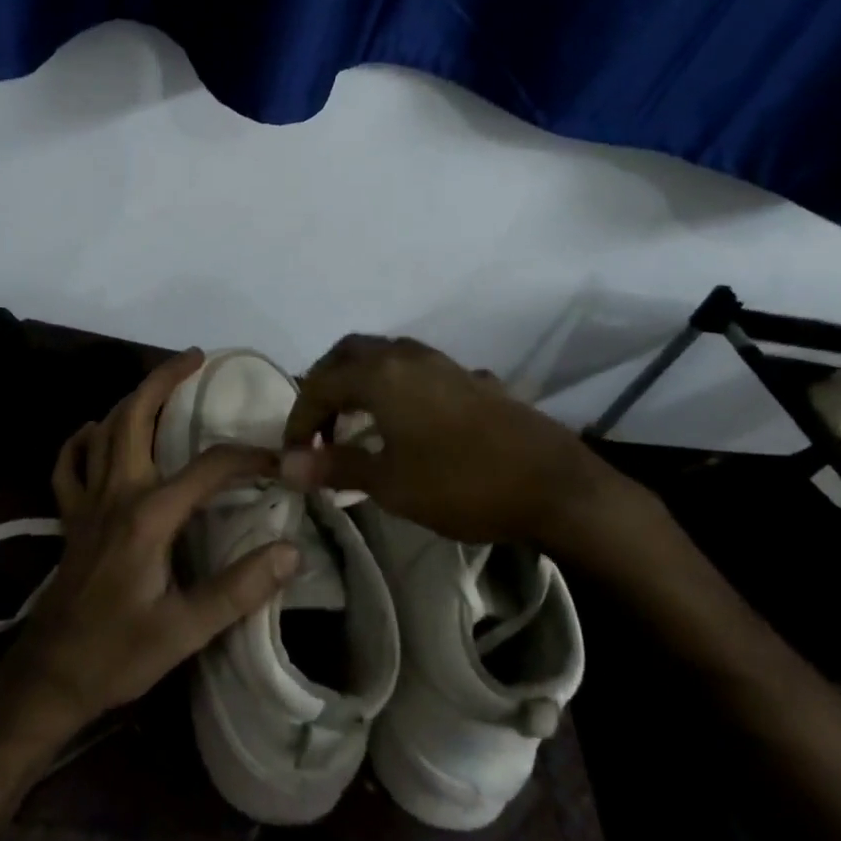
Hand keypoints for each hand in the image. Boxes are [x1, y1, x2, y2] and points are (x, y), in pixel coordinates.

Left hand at [5, 350, 301, 729]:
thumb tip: (291, 549)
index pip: (208, 468)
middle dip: (165, 380)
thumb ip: (239, 588)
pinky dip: (82, 440)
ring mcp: (87, 501)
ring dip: (132, 401)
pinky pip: (69, 464)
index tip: (280, 462)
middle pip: (136, 417)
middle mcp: (116, 493)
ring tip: (160, 387)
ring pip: (104, 430)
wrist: (51, 675)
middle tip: (196, 359)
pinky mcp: (71, 516)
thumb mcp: (185, 630)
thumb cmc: (118, 654)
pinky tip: (95, 432)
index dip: (248, 458)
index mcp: (148, 515)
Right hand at [279, 334, 642, 548]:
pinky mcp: (469, 378)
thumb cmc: (461, 484)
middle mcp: (406, 356)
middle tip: (318, 426)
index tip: (294, 455)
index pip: (320, 384)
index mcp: (380, 375)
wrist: (554, 486)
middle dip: (324, 386)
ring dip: (359, 381)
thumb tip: (285, 467)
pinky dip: (393, 386)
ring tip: (355, 421)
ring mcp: (442, 363)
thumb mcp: (389, 483)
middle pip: (348, 354)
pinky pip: (415, 369)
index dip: (299, 419)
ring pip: (384, 355)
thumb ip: (335, 466)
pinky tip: (405, 421)